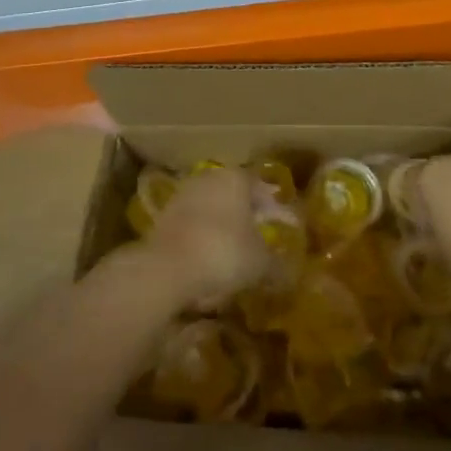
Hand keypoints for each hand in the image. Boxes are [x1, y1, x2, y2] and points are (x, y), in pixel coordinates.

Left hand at [141, 169, 272, 308]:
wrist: (166, 269)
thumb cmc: (224, 253)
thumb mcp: (261, 263)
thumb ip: (277, 264)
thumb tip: (288, 272)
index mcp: (236, 178)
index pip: (260, 187)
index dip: (272, 208)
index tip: (280, 226)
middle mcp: (208, 178)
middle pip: (233, 195)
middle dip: (246, 215)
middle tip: (258, 238)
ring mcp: (182, 195)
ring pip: (210, 209)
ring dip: (221, 226)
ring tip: (232, 253)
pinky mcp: (162, 217)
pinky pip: (191, 225)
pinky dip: (201, 238)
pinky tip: (207, 259)